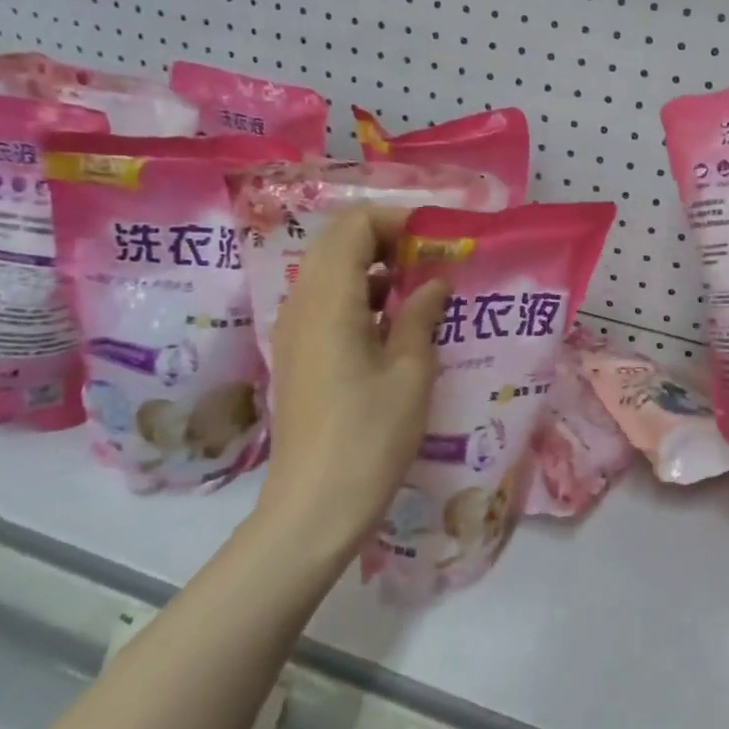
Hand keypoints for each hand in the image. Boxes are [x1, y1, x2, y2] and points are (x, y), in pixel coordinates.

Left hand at [259, 207, 450, 556]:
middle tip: (430, 260)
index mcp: (329, 300)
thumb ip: (420, 316)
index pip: (353, 226)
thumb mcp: (410, 373)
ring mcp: (292, 329)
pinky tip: (392, 324)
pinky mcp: (296, 353)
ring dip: (372, 265)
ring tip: (418, 289)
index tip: (435, 238)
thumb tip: (435, 283)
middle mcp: (301, 304)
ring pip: (329, 270)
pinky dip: (358, 294)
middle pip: (337, 242)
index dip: (395, 220)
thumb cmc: (369, 438)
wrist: (313, 508)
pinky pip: (324, 301)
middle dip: (385, 238)